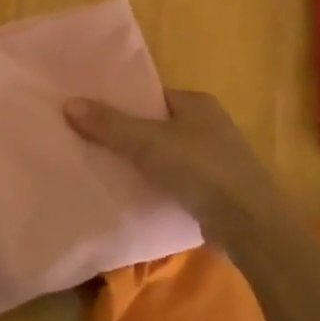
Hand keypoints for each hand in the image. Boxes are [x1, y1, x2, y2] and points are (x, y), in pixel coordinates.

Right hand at [65, 89, 302, 258]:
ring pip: (163, 153)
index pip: (149, 95)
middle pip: (154, 124)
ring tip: (98, 166)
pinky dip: (153, 182)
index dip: (119, 101)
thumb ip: (109, 124)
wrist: (251, 225)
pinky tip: (129, 191)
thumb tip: (68, 102)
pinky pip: (173, 178)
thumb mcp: (149, 143)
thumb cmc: (202, 170)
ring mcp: (213, 158)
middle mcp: (207, 124)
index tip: (87, 111)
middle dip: (124, 133)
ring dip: (138, 161)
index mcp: (196, 102)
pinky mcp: (213, 189)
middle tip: (85, 140)